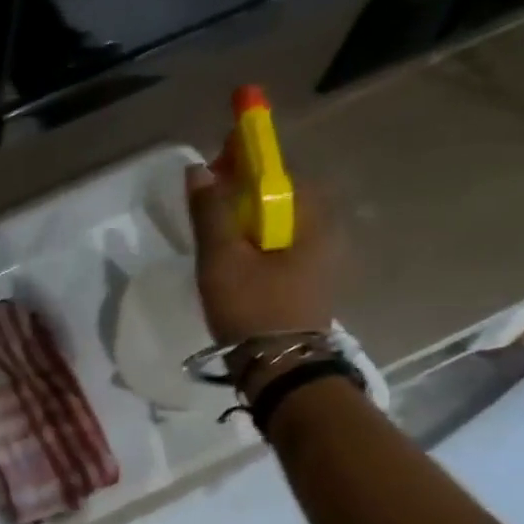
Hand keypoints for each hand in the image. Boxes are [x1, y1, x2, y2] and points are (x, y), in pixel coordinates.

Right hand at [185, 141, 336, 348]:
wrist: (281, 368)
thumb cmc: (252, 308)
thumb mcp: (221, 259)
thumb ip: (210, 211)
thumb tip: (198, 168)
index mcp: (309, 217)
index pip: (276, 169)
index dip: (245, 157)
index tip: (216, 156)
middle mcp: (324, 229)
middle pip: (279, 193)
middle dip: (244, 185)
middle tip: (208, 191)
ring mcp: (321, 256)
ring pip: (279, 219)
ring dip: (247, 213)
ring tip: (214, 224)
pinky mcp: (309, 278)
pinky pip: (280, 242)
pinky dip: (255, 237)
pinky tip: (233, 253)